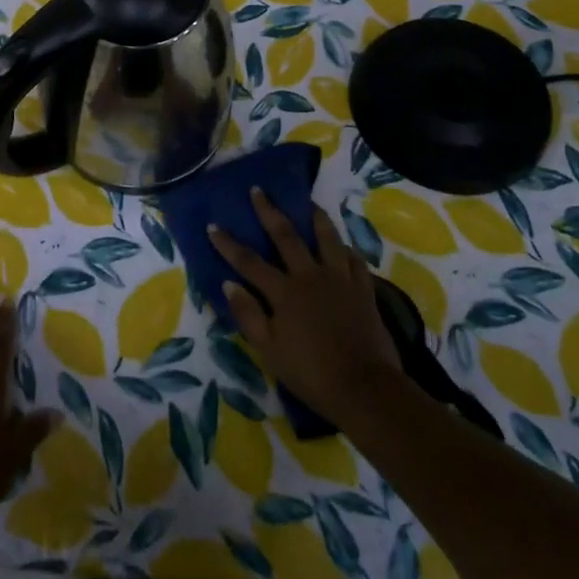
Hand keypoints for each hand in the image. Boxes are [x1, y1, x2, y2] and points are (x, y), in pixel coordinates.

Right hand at [208, 187, 403, 425]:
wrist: (365, 388)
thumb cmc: (311, 373)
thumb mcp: (269, 350)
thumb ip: (248, 315)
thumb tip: (229, 283)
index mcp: (283, 291)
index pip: (248, 261)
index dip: (228, 243)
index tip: (213, 225)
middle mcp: (310, 276)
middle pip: (286, 236)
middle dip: (269, 212)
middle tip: (259, 190)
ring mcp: (340, 280)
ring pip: (327, 239)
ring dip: (316, 218)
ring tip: (309, 203)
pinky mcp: (364, 290)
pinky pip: (355, 261)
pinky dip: (346, 249)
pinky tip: (343, 245)